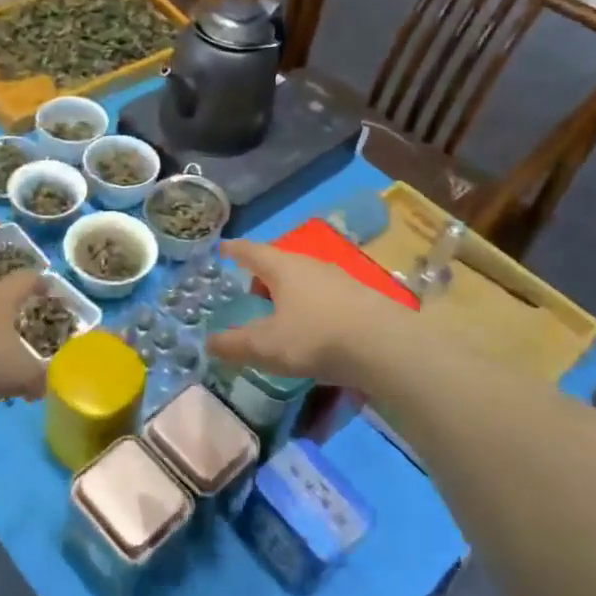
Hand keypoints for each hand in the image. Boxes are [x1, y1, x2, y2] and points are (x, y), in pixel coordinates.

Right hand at [205, 239, 417, 384]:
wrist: (387, 347)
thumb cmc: (316, 338)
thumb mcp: (267, 346)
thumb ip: (235, 344)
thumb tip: (209, 342)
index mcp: (283, 267)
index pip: (251, 251)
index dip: (234, 250)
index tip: (223, 248)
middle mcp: (311, 265)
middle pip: (279, 264)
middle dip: (262, 279)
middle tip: (251, 299)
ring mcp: (340, 279)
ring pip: (304, 280)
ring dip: (288, 294)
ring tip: (282, 321)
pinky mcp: (361, 298)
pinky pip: (325, 296)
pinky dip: (311, 308)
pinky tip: (315, 332)